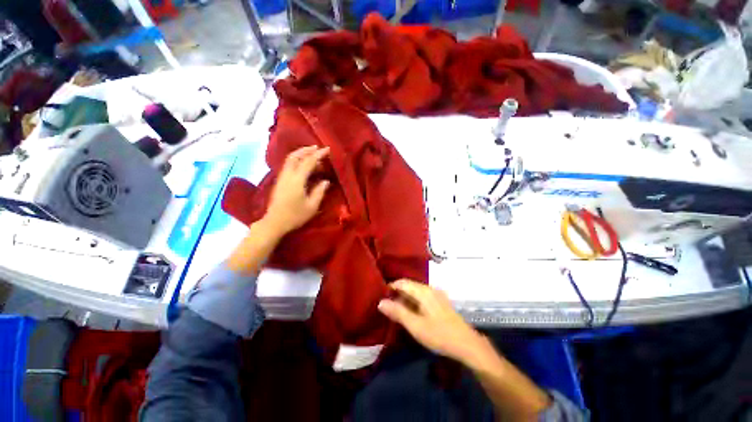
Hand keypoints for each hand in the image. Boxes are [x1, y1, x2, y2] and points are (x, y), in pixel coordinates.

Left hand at [262, 146, 329, 235]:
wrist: (274, 222)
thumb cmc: (295, 216)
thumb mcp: (312, 206)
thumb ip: (319, 192)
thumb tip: (325, 181)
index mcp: (297, 180)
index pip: (308, 162)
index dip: (318, 154)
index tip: (327, 149)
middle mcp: (287, 175)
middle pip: (295, 156)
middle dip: (306, 149)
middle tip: (317, 148)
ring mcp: (282, 177)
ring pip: (290, 159)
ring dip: (301, 154)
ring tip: (312, 154)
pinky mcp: (279, 181)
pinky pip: (288, 165)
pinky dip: (297, 160)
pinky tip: (303, 165)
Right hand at [378, 279, 487, 364]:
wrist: (467, 344)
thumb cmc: (439, 334)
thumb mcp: (415, 326)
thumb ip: (398, 312)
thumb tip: (381, 302)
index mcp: (424, 291)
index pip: (403, 282)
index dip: (391, 287)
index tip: (381, 295)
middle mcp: (430, 289)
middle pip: (409, 286)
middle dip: (397, 293)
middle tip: (386, 305)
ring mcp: (437, 295)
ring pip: (416, 292)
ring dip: (405, 298)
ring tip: (396, 309)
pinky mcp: (440, 303)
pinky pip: (422, 297)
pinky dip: (413, 302)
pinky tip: (411, 312)